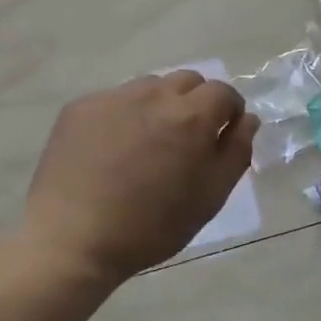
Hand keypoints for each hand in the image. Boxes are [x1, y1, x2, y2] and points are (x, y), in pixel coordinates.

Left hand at [23, 72, 259, 284]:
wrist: (73, 239)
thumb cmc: (151, 227)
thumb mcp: (209, 198)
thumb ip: (236, 153)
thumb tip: (247, 120)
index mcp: (190, 117)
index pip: (223, 92)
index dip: (229, 111)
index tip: (223, 134)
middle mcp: (153, 95)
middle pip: (187, 80)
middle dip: (196, 102)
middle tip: (186, 140)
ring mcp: (112, 97)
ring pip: (149, 87)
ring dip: (159, 106)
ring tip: (147, 144)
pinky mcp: (79, 107)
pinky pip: (113, 100)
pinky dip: (123, 116)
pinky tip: (111, 150)